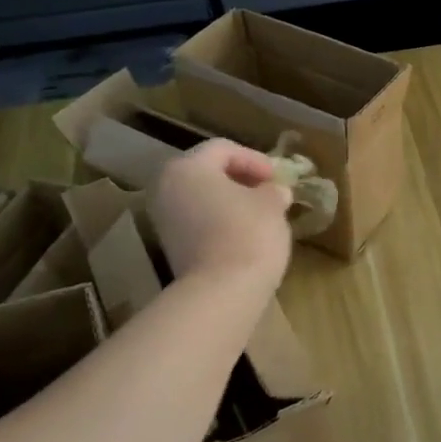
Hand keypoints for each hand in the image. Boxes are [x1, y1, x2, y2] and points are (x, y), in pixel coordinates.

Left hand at [149, 139, 294, 294]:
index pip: (223, 149)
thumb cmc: (248, 235)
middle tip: (268, 191)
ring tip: (260, 214)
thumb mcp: (271, 205)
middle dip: (240, 179)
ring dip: (230, 201)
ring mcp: (164, 219)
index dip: (255, 159)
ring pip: (201, 198)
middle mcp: (167, 188)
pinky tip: (244, 235)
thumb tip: (275, 191)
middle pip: (206, 172)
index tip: (277, 178)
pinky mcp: (170, 246)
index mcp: (188, 168)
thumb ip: (273, 191)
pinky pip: (198, 221)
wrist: (222, 291)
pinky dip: (220, 221)